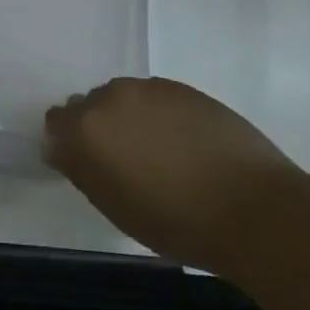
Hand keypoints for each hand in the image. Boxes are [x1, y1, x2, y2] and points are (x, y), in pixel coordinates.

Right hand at [44, 77, 296, 274]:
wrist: (253, 207)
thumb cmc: (176, 221)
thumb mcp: (115, 207)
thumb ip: (81, 170)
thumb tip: (59, 148)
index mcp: (88, 127)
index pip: (57, 120)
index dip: (66, 142)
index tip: (85, 165)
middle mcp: (113, 96)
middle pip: (90, 104)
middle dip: (98, 128)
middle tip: (123, 163)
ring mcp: (151, 88)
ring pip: (124, 98)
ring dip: (129, 118)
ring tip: (157, 154)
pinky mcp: (183, 87)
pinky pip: (155, 97)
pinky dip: (158, 115)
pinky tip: (182, 145)